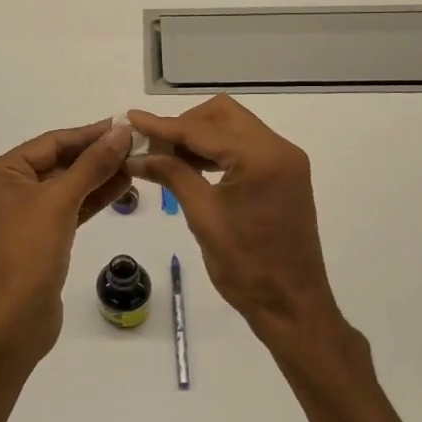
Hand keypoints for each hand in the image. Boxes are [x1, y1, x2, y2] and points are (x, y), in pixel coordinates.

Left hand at [0, 119, 133, 366]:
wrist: (13, 321)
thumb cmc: (28, 252)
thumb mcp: (60, 201)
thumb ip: (92, 164)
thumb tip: (121, 131)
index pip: (50, 143)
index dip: (89, 134)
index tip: (124, 126)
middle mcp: (5, 190)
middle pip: (57, 163)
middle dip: (95, 156)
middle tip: (135, 146)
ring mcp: (20, 216)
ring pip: (64, 187)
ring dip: (97, 177)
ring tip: (134, 165)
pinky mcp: (37, 239)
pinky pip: (66, 210)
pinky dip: (90, 200)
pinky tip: (121, 188)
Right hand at [128, 97, 344, 348]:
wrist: (291, 306)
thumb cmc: (246, 266)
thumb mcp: (203, 216)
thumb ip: (172, 174)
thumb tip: (136, 155)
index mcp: (261, 157)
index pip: (203, 129)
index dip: (164, 125)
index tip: (130, 119)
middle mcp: (279, 148)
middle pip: (223, 115)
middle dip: (185, 124)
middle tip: (153, 146)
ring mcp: (285, 161)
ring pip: (233, 127)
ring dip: (200, 136)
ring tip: (165, 157)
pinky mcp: (284, 175)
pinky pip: (244, 147)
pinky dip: (216, 150)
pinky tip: (191, 167)